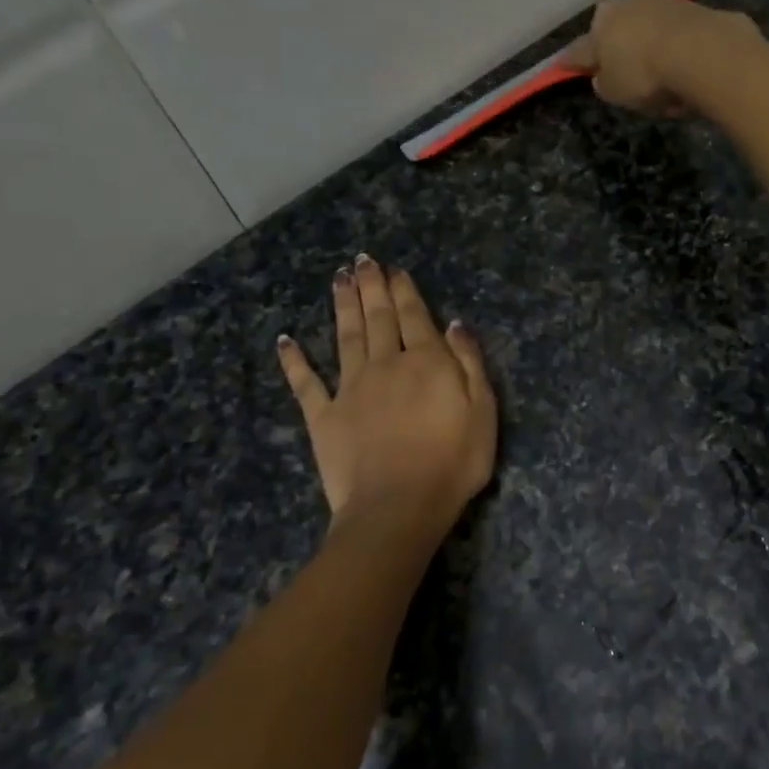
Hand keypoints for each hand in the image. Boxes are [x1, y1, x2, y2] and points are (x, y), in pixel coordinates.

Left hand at [277, 256, 496, 530]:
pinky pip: (306, 383)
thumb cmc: (452, 463)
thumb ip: (470, 364)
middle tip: (361, 260)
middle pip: (377, 318)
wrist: (398, 507)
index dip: (404, 290)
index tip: (394, 269)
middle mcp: (384, 364)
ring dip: (342, 305)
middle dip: (371, 287)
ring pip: (344, 336)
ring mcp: (350, 389)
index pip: (414, 316)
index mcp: (425, 362)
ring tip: (337, 279)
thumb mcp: (483, 412)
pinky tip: (285, 340)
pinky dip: (294, 360)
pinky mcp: (323, 417)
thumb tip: (454, 324)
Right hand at [569, 0, 756, 113]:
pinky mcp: (696, 6)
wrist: (702, 53)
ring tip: (664, 70)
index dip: (573, 61)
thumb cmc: (645, 74)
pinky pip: (681, 30)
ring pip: (651, 24)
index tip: (565, 67)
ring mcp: (664, 0)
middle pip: (618, 27)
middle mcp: (629, 3)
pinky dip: (681, 43)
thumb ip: (605, 83)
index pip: (580, 48)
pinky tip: (688, 61)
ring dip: (653, 40)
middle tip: (627, 70)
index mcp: (600, 22)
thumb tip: (604, 77)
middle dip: (619, 43)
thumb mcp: (614, 91)